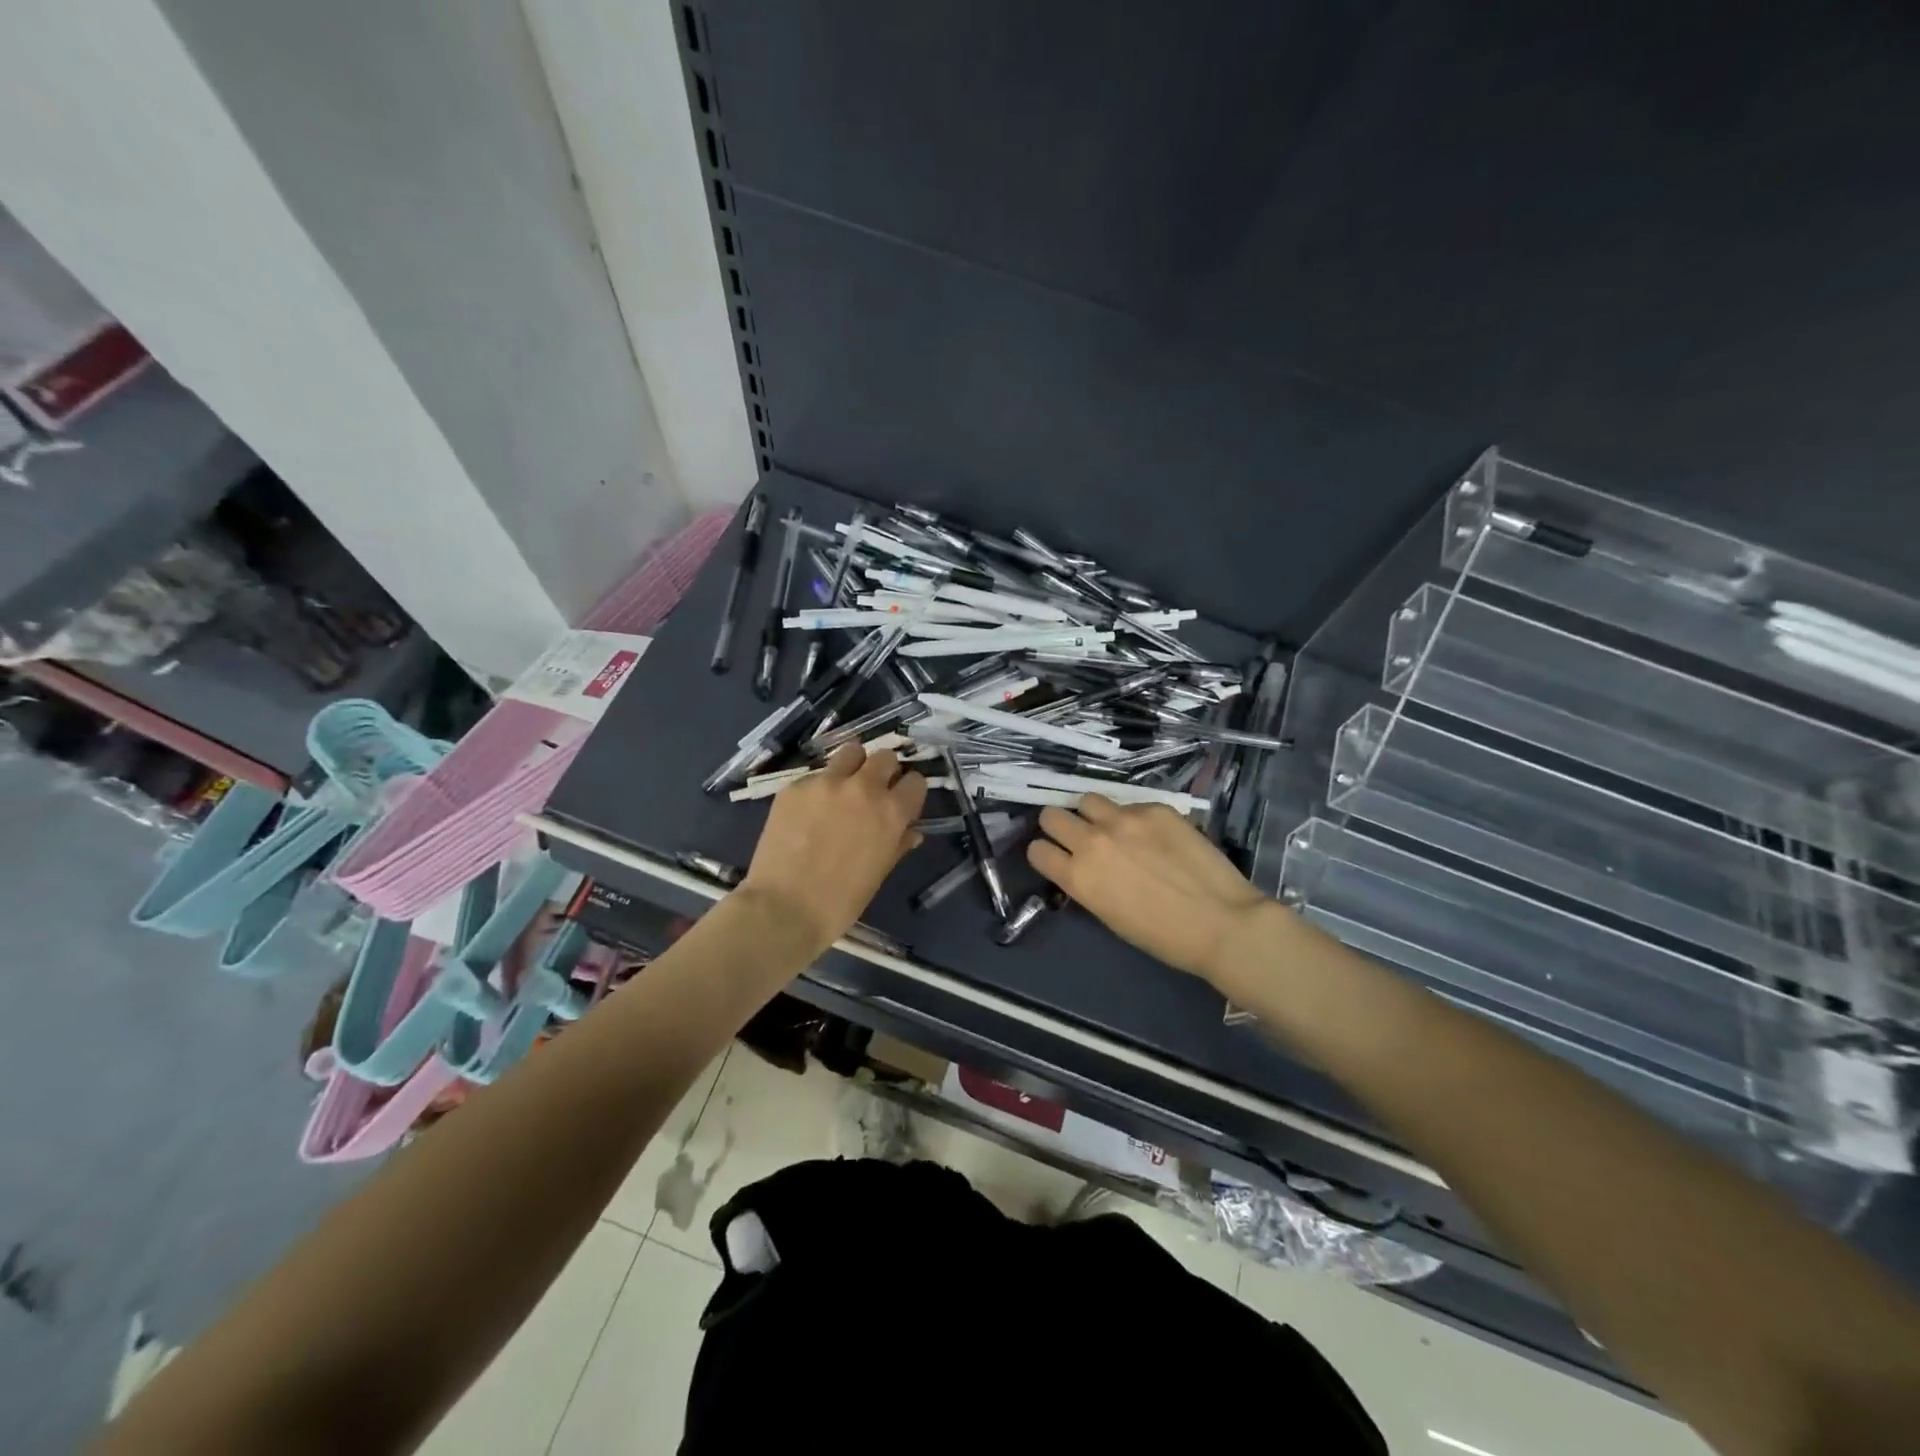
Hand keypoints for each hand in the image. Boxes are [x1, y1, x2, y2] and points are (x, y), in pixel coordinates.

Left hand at [738, 744, 927, 952]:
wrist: (783, 909)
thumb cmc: (840, 902)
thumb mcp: (879, 874)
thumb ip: (897, 845)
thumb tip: (910, 831)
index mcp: (890, 812)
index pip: (915, 781)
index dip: (909, 792)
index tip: (901, 802)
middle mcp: (863, 788)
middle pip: (885, 757)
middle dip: (884, 772)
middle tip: (873, 792)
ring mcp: (826, 783)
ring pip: (851, 752)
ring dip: (854, 765)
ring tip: (843, 786)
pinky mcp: (795, 786)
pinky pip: (816, 775)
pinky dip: (819, 788)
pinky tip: (808, 811)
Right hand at [1027, 796, 1269, 983]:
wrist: (1221, 921)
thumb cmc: (1163, 937)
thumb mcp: (1110, 916)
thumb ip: (1089, 884)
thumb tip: (1085, 868)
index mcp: (1078, 876)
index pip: (1037, 850)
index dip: (1045, 853)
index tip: (1055, 857)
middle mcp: (1093, 841)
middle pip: (1052, 815)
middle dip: (1059, 826)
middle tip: (1077, 836)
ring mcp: (1124, 819)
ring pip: (1087, 800)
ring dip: (1093, 814)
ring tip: (1113, 828)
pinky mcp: (1155, 808)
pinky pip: (1131, 805)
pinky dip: (1135, 818)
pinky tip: (1156, 836)